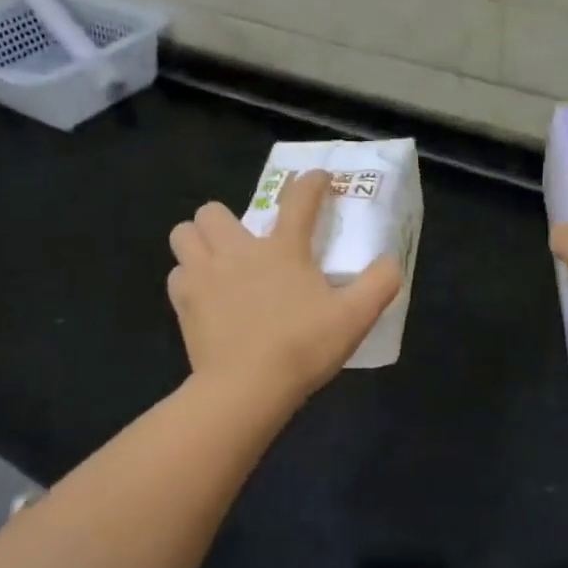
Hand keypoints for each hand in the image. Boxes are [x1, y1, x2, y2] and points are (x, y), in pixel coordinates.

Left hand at [167, 170, 402, 405]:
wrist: (247, 388)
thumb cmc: (302, 347)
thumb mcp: (355, 317)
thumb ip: (379, 283)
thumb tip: (390, 261)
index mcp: (282, 249)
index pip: (299, 200)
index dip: (311, 183)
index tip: (319, 179)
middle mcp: (237, 251)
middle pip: (214, 210)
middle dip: (227, 218)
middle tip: (245, 244)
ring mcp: (204, 275)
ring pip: (184, 234)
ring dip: (199, 241)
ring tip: (217, 263)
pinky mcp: (184, 303)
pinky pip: (177, 275)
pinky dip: (188, 278)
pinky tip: (205, 296)